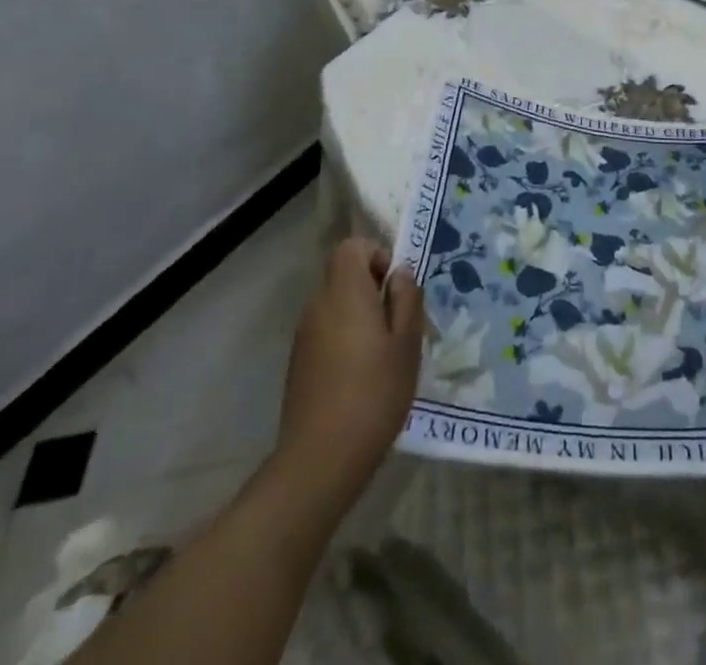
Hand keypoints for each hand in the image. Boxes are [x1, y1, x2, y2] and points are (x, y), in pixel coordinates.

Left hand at [275, 238, 423, 506]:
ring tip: (382, 352)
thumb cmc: (374, 393)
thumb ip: (406, 298)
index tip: (394, 286)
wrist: (320, 459)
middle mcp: (318, 304)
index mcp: (345, 292)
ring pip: (334, 304)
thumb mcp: (407, 343)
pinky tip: (360, 375)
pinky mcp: (298, 361)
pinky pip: (325, 329)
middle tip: (397, 321)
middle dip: (370, 287)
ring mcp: (304, 334)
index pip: (351, 247)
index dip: (376, 254)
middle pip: (342, 274)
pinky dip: (343, 337)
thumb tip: (399, 273)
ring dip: (358, 314)